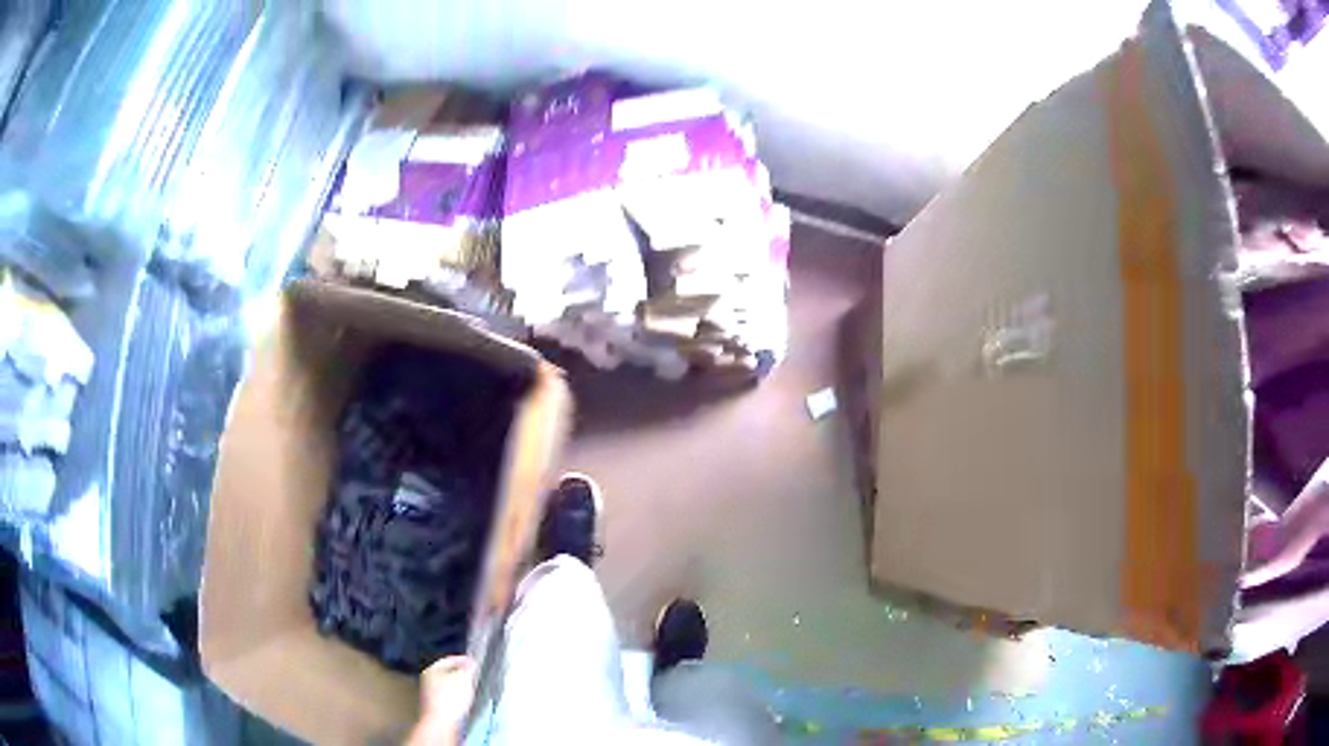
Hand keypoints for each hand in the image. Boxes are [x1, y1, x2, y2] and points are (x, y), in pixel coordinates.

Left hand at [406, 656, 477, 745]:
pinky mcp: (435, 707)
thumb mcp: (464, 679)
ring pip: (447, 685)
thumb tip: (471, 662)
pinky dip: (456, 696)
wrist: (441, 724)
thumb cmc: (451, 699)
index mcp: (432, 670)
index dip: (462, 659)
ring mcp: (429, 694)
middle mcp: (427, 680)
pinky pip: (447, 696)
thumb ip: (468, 668)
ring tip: (471, 688)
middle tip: (474, 674)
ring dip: (458, 685)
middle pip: (446, 672)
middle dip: (460, 673)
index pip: (448, 660)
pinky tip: (464, 701)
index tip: (474, 661)